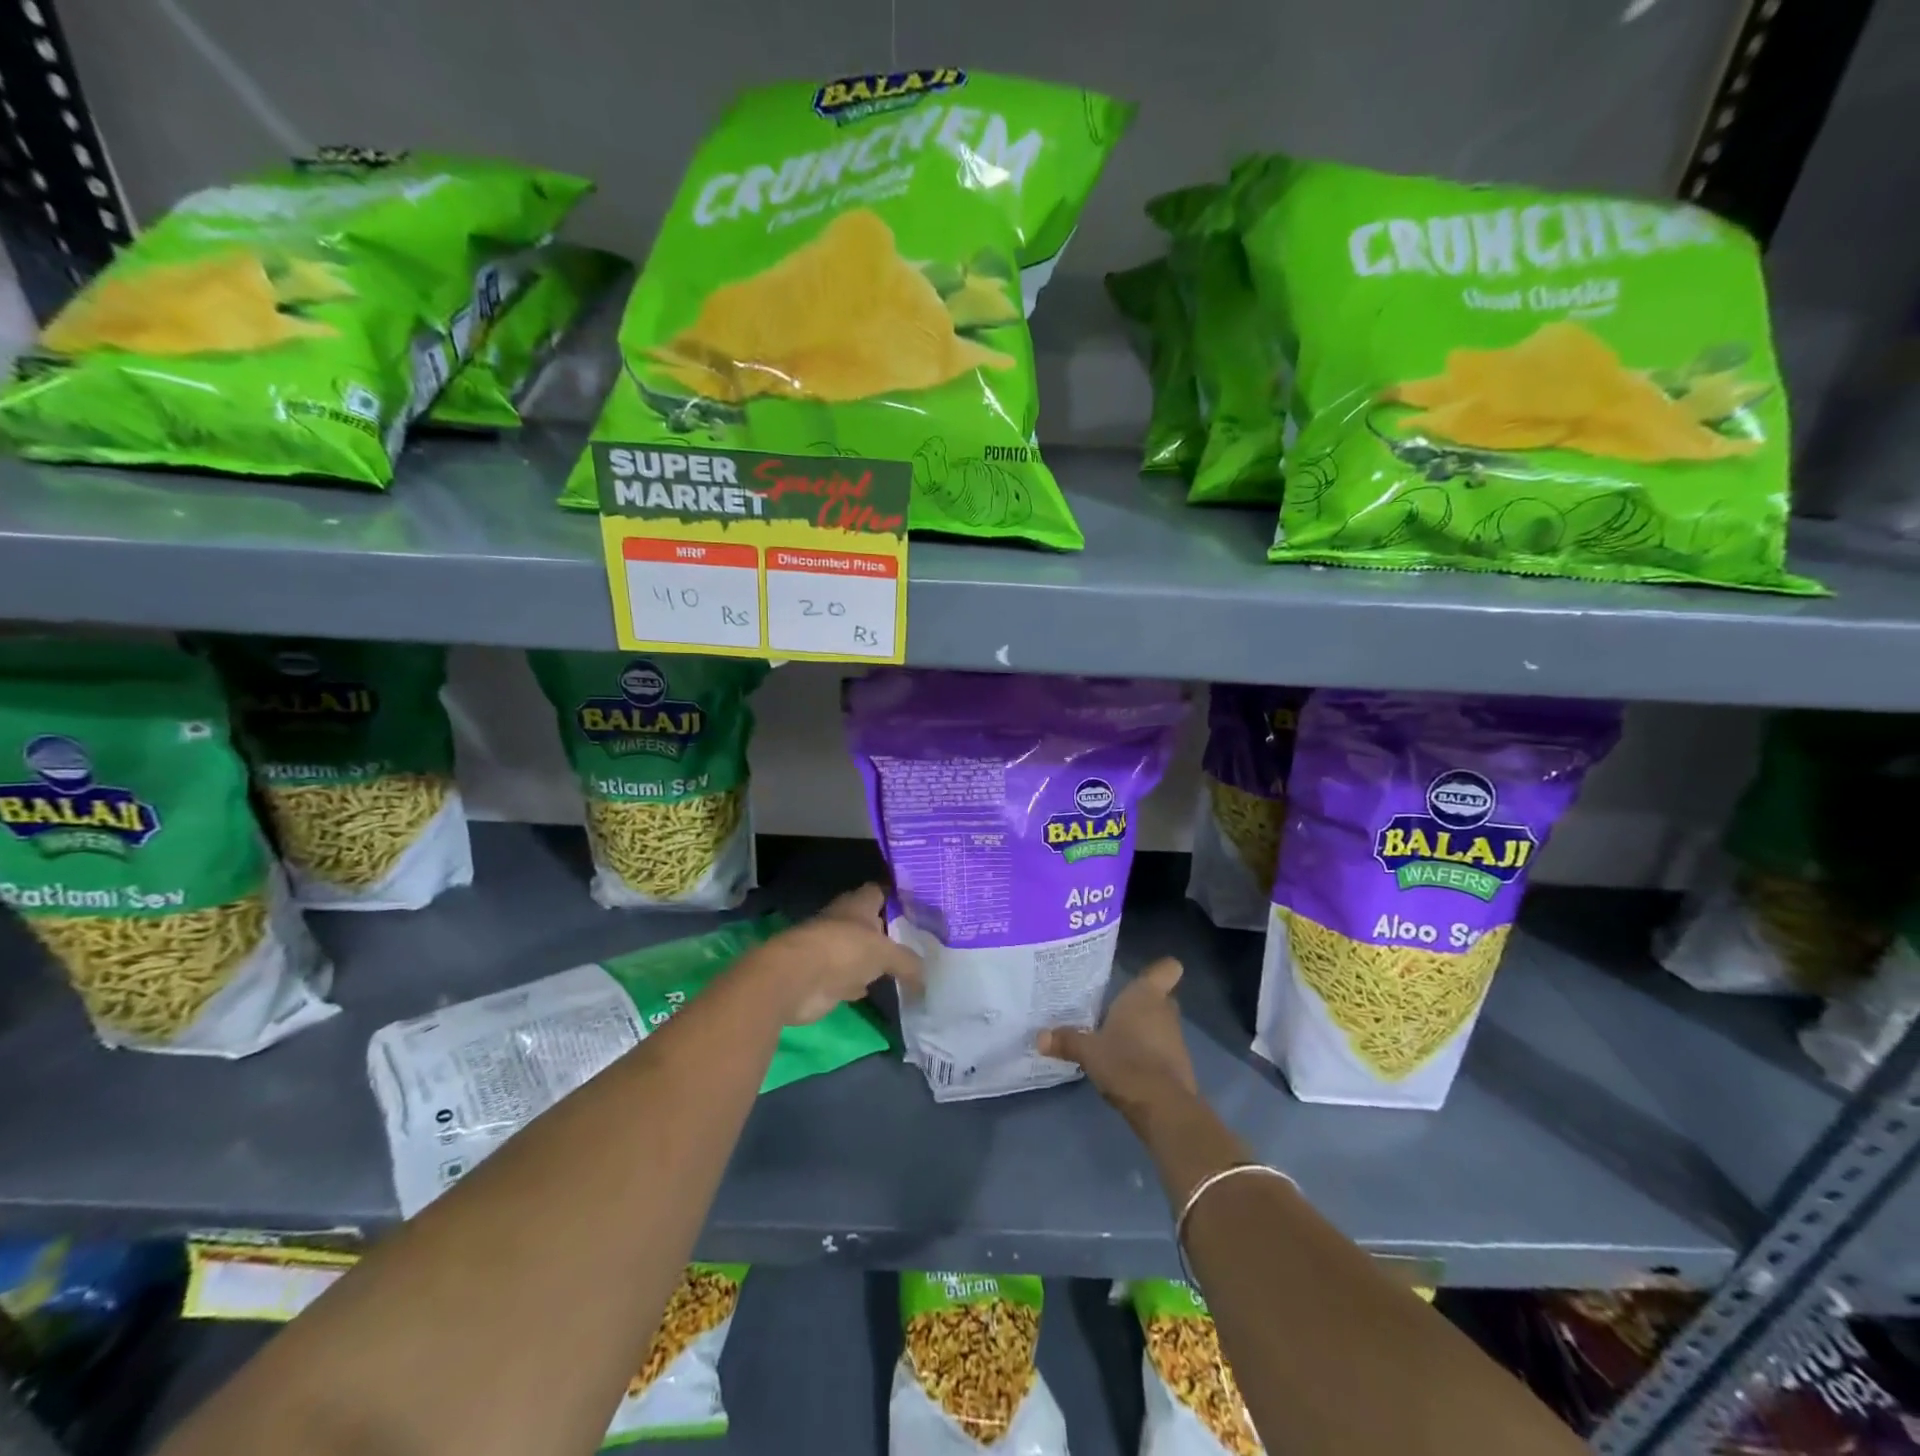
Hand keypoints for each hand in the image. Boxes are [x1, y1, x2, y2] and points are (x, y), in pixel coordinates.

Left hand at [745, 884, 922, 1026]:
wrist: (796, 980)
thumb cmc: (843, 951)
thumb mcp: (885, 953)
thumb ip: (908, 962)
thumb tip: (926, 977)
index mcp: (858, 904)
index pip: (881, 891)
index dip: (899, 896)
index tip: (922, 905)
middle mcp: (845, 922)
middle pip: (872, 922)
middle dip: (892, 930)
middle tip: (922, 940)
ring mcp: (833, 950)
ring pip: (862, 951)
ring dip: (877, 959)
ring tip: (909, 966)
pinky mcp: (826, 977)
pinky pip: (852, 978)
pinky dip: (864, 983)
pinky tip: (883, 989)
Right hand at [1038, 958, 1196, 1129]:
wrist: (1163, 1106)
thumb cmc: (1125, 1061)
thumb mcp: (1088, 1051)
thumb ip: (1066, 1041)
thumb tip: (1039, 1037)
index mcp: (1145, 996)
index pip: (1167, 968)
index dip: (1158, 970)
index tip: (1142, 979)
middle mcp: (1164, 1011)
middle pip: (1161, 998)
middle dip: (1143, 1004)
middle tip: (1116, 1011)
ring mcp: (1176, 1039)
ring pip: (1161, 1025)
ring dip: (1145, 1032)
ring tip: (1117, 1041)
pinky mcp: (1180, 1066)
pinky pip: (1163, 1051)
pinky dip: (1150, 1055)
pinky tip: (1128, 1066)